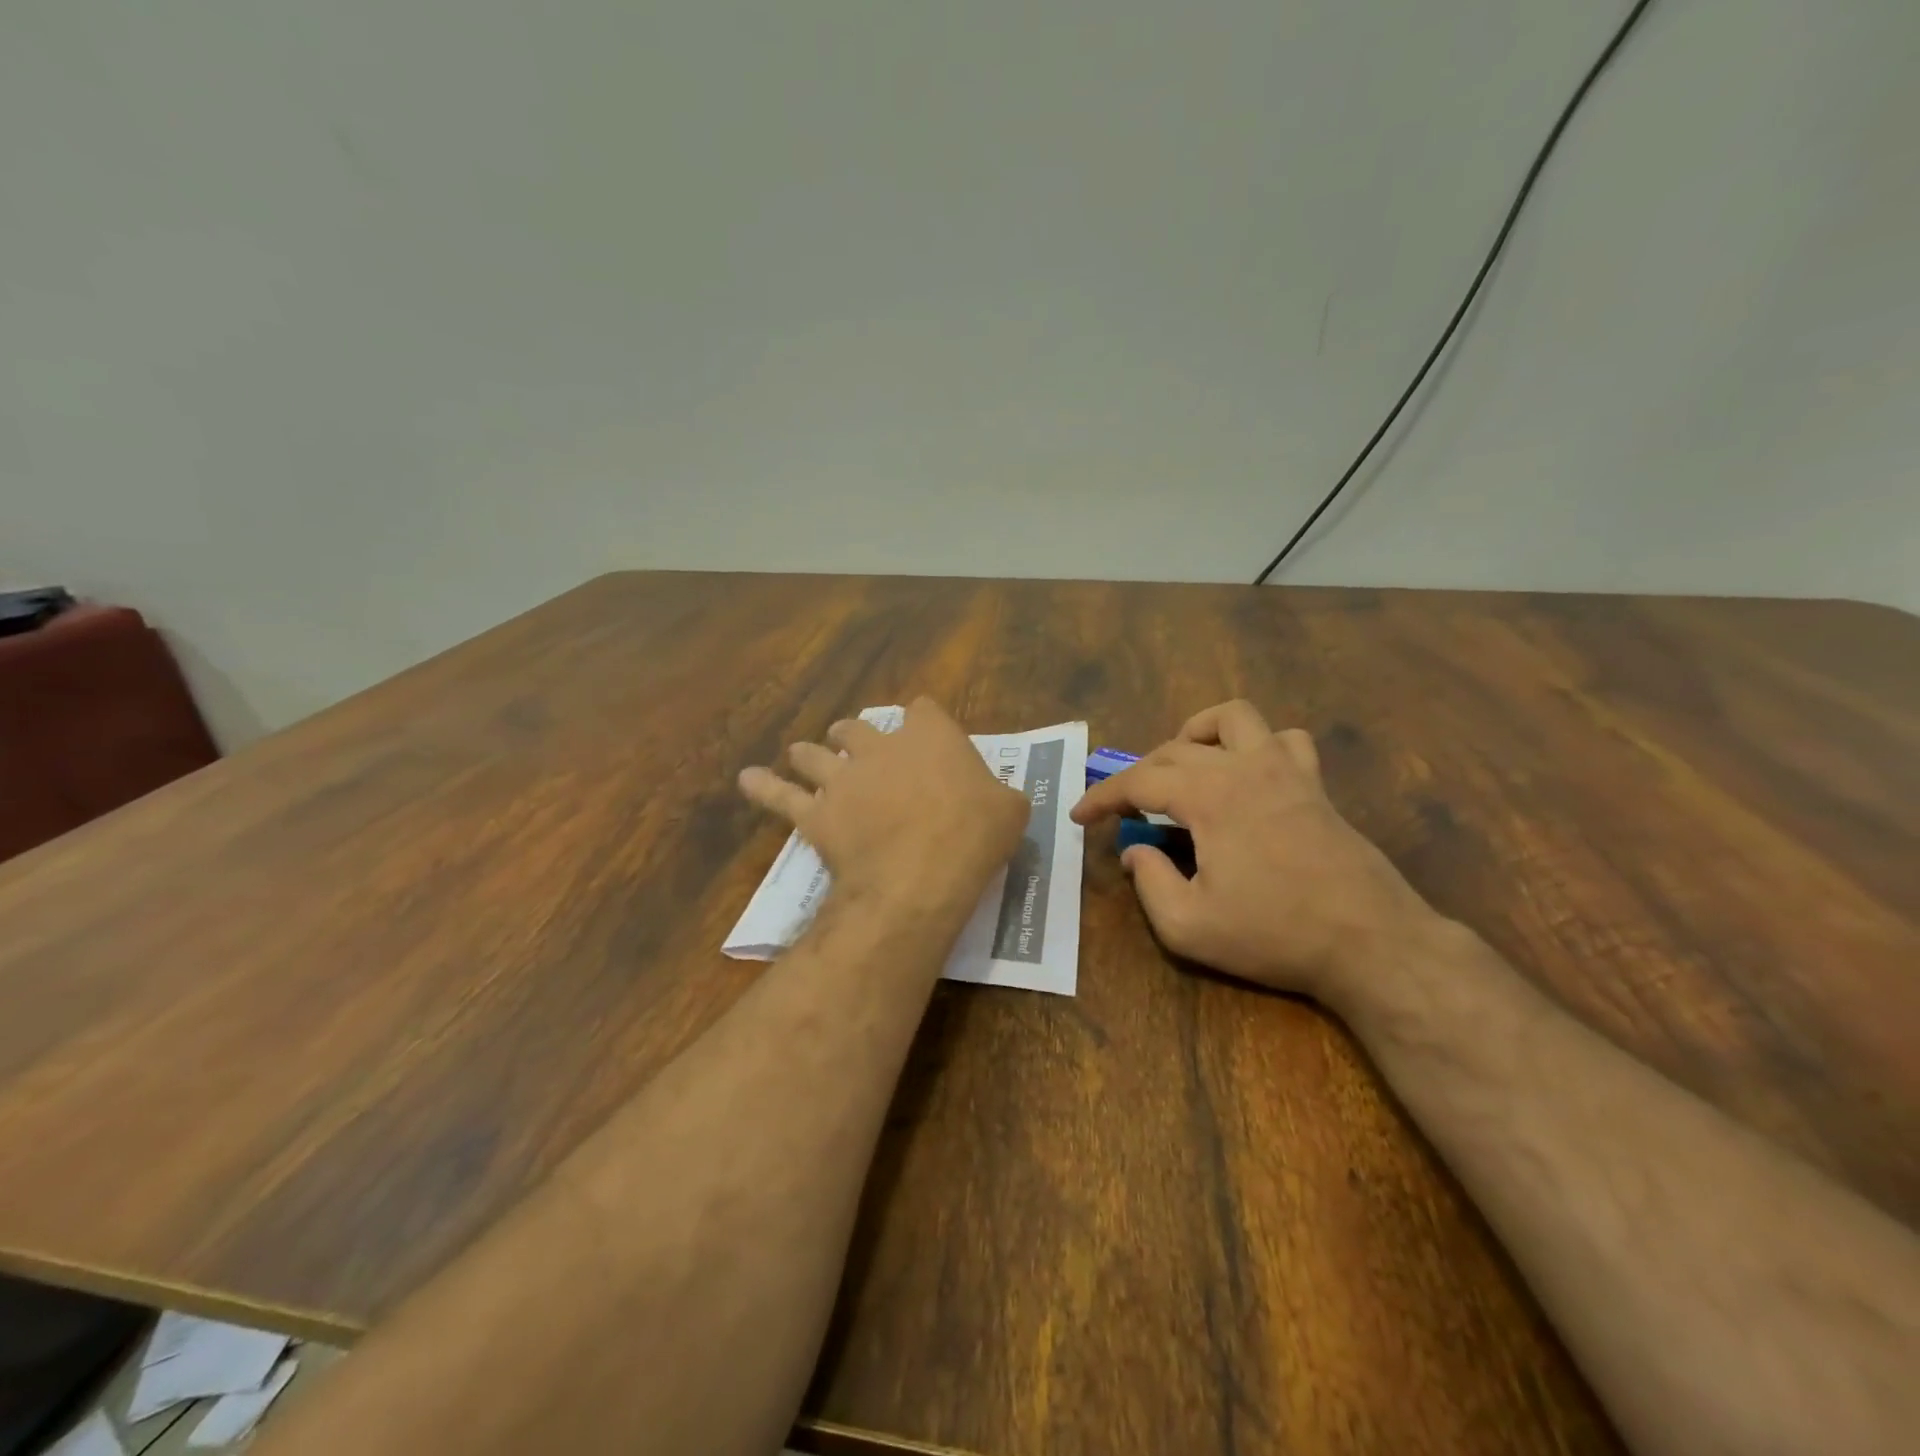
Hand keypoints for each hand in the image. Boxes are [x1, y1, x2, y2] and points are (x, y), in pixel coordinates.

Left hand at [739, 697, 1028, 924]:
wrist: (920, 874)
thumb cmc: (973, 836)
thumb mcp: (1011, 812)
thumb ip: (1002, 796)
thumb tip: (1001, 800)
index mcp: (930, 736)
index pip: (924, 710)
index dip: (923, 722)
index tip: (926, 738)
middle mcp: (880, 746)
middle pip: (857, 727)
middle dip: (854, 736)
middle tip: (856, 748)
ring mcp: (842, 778)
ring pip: (814, 754)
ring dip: (809, 754)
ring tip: (804, 755)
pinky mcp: (815, 813)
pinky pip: (780, 795)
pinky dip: (763, 786)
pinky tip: (747, 779)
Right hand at [1071, 700, 1435, 1006]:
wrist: (1371, 942)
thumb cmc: (1274, 934)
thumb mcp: (1188, 926)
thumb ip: (1149, 883)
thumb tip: (1135, 852)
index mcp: (1208, 796)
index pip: (1138, 781)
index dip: (1102, 796)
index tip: (1080, 816)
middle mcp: (1243, 768)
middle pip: (1174, 749)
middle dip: (1139, 774)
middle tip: (1125, 809)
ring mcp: (1286, 770)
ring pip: (1233, 718)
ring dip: (1198, 735)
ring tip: (1184, 767)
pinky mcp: (1315, 785)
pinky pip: (1285, 740)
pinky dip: (1258, 745)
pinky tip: (1249, 774)